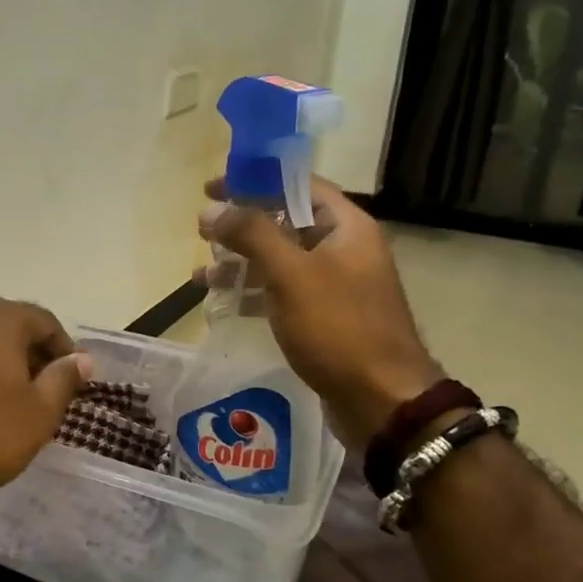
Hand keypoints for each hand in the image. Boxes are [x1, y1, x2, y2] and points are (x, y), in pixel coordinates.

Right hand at [199, 177, 440, 449]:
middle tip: (202, 231)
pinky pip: (281, 292)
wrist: (381, 399)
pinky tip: (222, 302)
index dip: (254, 181)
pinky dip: (252, 292)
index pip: (298, 185)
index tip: (212, 187)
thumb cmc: (339, 329)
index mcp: (346, 227)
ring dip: (240, 262)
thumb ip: (252, 235)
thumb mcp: (292, 275)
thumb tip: (211, 209)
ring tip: (201, 274)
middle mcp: (342, 249)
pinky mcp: (323, 317)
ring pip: (279, 260)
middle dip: (241, 225)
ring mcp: (333, 285)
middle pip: (285, 222)